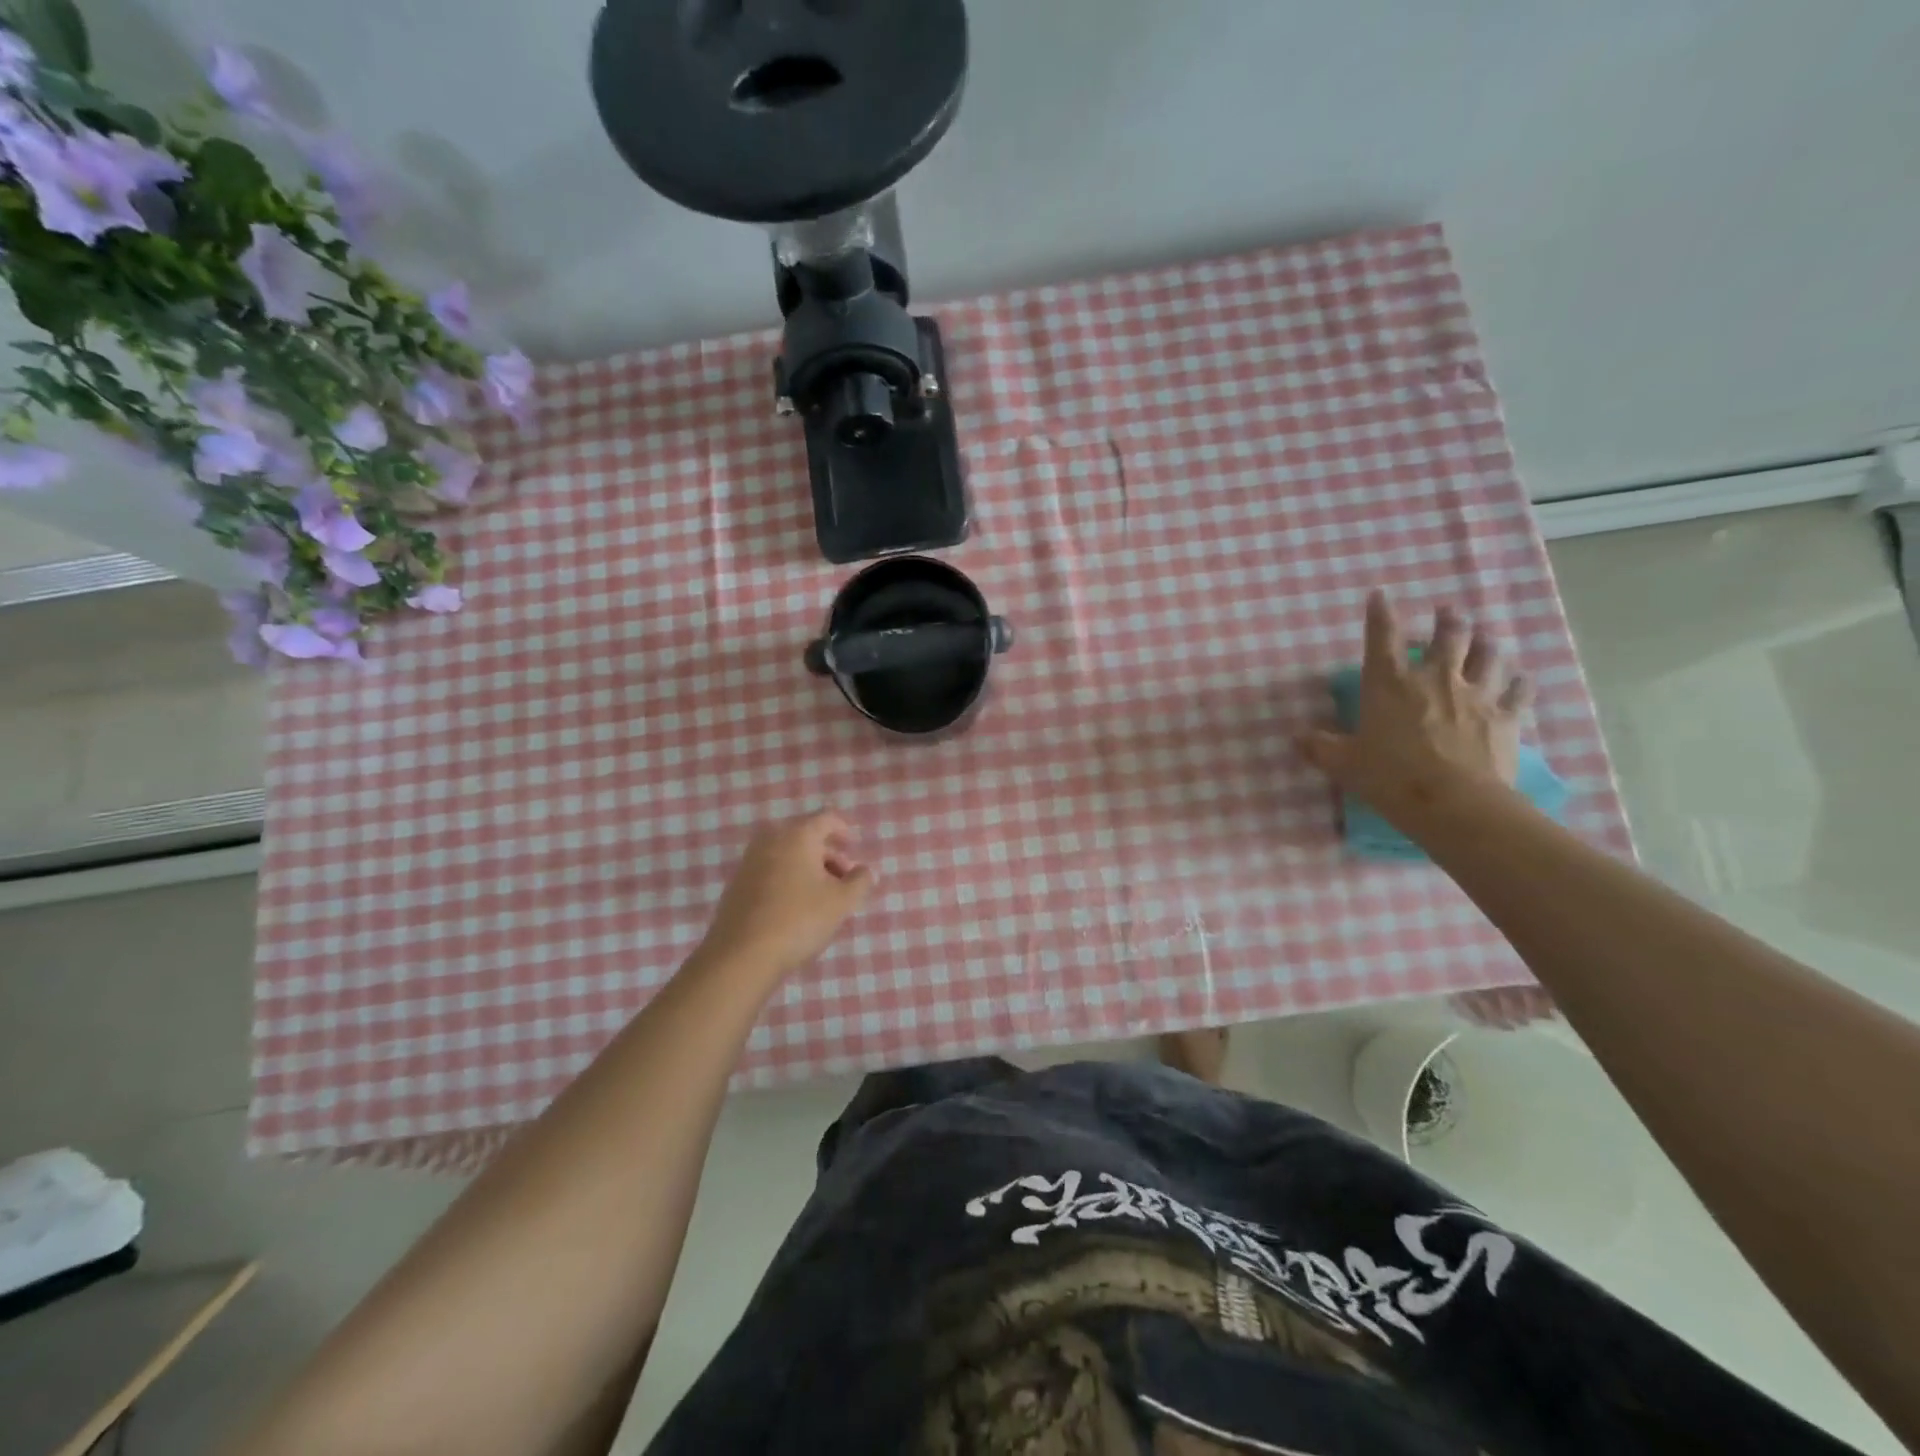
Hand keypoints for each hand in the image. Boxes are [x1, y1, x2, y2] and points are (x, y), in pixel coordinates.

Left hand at [695, 811, 876, 978]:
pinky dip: (787, 879)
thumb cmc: (799, 920)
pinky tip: (795, 907)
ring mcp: (749, 861)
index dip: (844, 830)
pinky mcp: (737, 884)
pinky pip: (770, 871)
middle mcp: (771, 839)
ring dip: (808, 868)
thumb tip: (866, 871)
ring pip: (787, 855)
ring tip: (822, 897)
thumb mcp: (841, 902)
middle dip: (828, 854)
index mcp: (798, 835)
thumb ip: (860, 881)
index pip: (827, 819)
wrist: (742, 955)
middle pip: (806, 836)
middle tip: (843, 880)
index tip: (854, 848)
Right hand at [1297, 591, 1531, 828]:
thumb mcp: (1342, 764)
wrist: (1453, 802)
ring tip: (1483, 638)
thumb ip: (1319, 747)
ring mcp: (1476, 695)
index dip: (1380, 613)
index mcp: (1389, 683)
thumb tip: (1296, 738)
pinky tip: (1519, 679)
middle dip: (1447, 620)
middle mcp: (1434, 678)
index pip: (1383, 637)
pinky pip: (1518, 690)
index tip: (1380, 595)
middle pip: (1448, 636)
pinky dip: (1518, 682)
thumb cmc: (1389, 777)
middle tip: (1448, 612)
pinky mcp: (1506, 717)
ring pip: (1487, 655)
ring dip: (1485, 643)